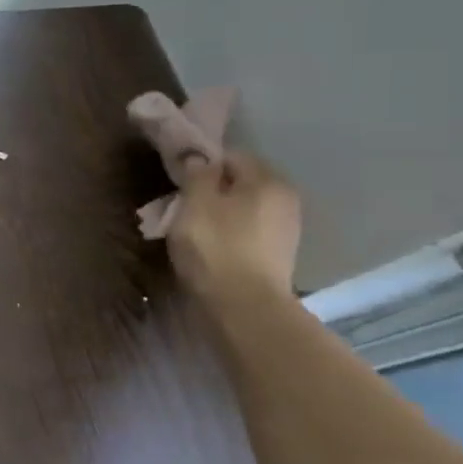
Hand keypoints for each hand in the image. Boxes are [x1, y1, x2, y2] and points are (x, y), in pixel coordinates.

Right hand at [166, 150, 301, 302]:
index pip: (231, 156)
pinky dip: (228, 233)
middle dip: (210, 190)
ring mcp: (285, 230)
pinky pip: (247, 231)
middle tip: (179, 205)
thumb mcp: (195, 202)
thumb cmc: (215, 247)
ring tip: (190, 229)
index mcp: (268, 180)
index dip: (201, 164)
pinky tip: (210, 247)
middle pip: (239, 183)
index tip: (177, 181)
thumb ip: (197, 173)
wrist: (244, 307)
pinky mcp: (278, 255)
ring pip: (242, 208)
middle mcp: (285, 200)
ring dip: (217, 212)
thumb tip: (199, 156)